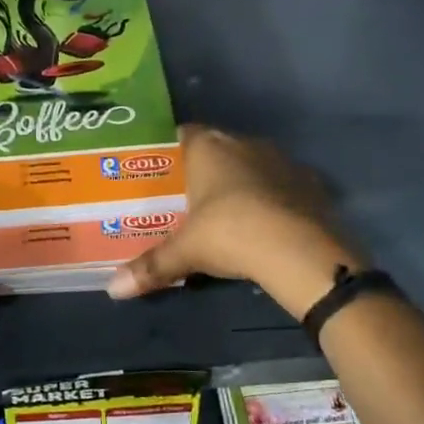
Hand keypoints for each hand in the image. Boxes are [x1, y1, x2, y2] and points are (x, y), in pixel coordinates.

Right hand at [106, 125, 363, 316]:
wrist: (299, 250)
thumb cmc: (230, 234)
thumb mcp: (185, 252)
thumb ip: (151, 266)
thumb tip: (112, 290)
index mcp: (208, 147)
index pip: (184, 134)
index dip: (173, 151)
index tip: (163, 172)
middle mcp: (244, 143)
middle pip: (219, 148)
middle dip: (206, 169)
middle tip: (190, 197)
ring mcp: (281, 160)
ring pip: (253, 163)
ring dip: (243, 181)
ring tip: (228, 212)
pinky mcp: (310, 182)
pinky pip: (283, 184)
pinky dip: (274, 198)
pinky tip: (268, 222)